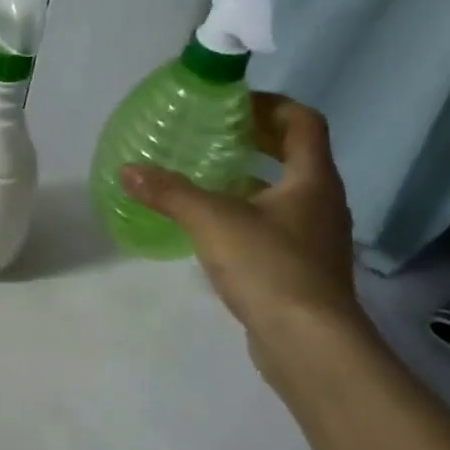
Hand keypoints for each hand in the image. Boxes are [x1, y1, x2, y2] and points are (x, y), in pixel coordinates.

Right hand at [120, 94, 368, 378]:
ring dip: (252, 176)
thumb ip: (169, 192)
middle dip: (258, 139)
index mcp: (312, 180)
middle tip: (214, 133)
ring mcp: (315, 237)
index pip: (304, 122)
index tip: (232, 105)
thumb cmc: (270, 267)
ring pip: (286, 191)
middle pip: (296, 154)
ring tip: (207, 175)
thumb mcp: (211, 221)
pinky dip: (249, 211)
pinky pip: (277, 223)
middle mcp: (322, 202)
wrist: (309, 343)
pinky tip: (214, 225)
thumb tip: (127, 170)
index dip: (271, 105)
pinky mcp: (303, 267)